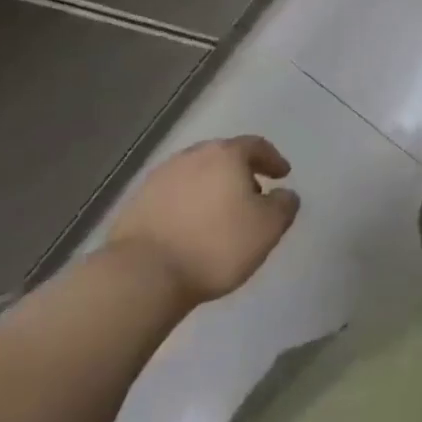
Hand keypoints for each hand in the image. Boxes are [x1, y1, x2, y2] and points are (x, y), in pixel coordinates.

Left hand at [107, 136, 299, 305]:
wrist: (143, 275)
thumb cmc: (216, 245)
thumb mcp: (267, 229)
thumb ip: (284, 206)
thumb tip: (285, 194)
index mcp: (226, 155)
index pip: (256, 146)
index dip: (273, 159)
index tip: (282, 175)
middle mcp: (192, 156)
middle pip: (223, 157)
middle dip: (241, 173)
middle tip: (252, 195)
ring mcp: (160, 177)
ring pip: (196, 175)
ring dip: (211, 188)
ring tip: (219, 214)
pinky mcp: (136, 202)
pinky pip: (172, 196)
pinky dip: (187, 205)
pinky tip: (189, 228)